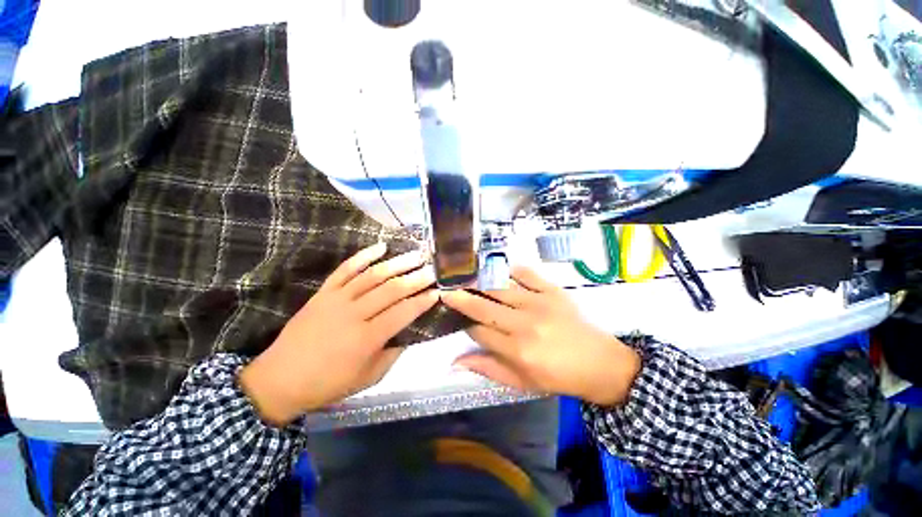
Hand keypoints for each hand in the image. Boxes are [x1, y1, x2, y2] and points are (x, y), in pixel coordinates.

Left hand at [239, 242, 437, 425]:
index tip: (438, 292)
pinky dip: (363, 255)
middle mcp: (354, 314)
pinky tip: (380, 247)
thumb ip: (393, 352)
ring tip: (416, 254)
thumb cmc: (329, 383)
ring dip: (397, 263)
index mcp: (367, 339)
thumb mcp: (370, 377)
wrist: (280, 379)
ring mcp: (337, 300)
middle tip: (433, 269)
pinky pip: (345, 269)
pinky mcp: (324, 292)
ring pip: (373, 276)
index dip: (423, 301)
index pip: (403, 313)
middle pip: (391, 290)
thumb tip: (410, 329)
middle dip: (416, 278)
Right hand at [441, 266, 640, 406]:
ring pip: (500, 288)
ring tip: (465, 276)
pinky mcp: (552, 291)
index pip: (479, 332)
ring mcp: (539, 303)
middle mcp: (524, 324)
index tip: (457, 318)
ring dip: (480, 282)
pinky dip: (510, 268)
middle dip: (462, 298)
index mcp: (517, 351)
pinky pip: (526, 273)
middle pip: (484, 307)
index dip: (465, 324)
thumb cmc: (558, 377)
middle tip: (446, 288)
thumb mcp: (521, 382)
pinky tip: (498, 268)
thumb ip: (487, 369)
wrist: (600, 364)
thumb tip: (454, 362)